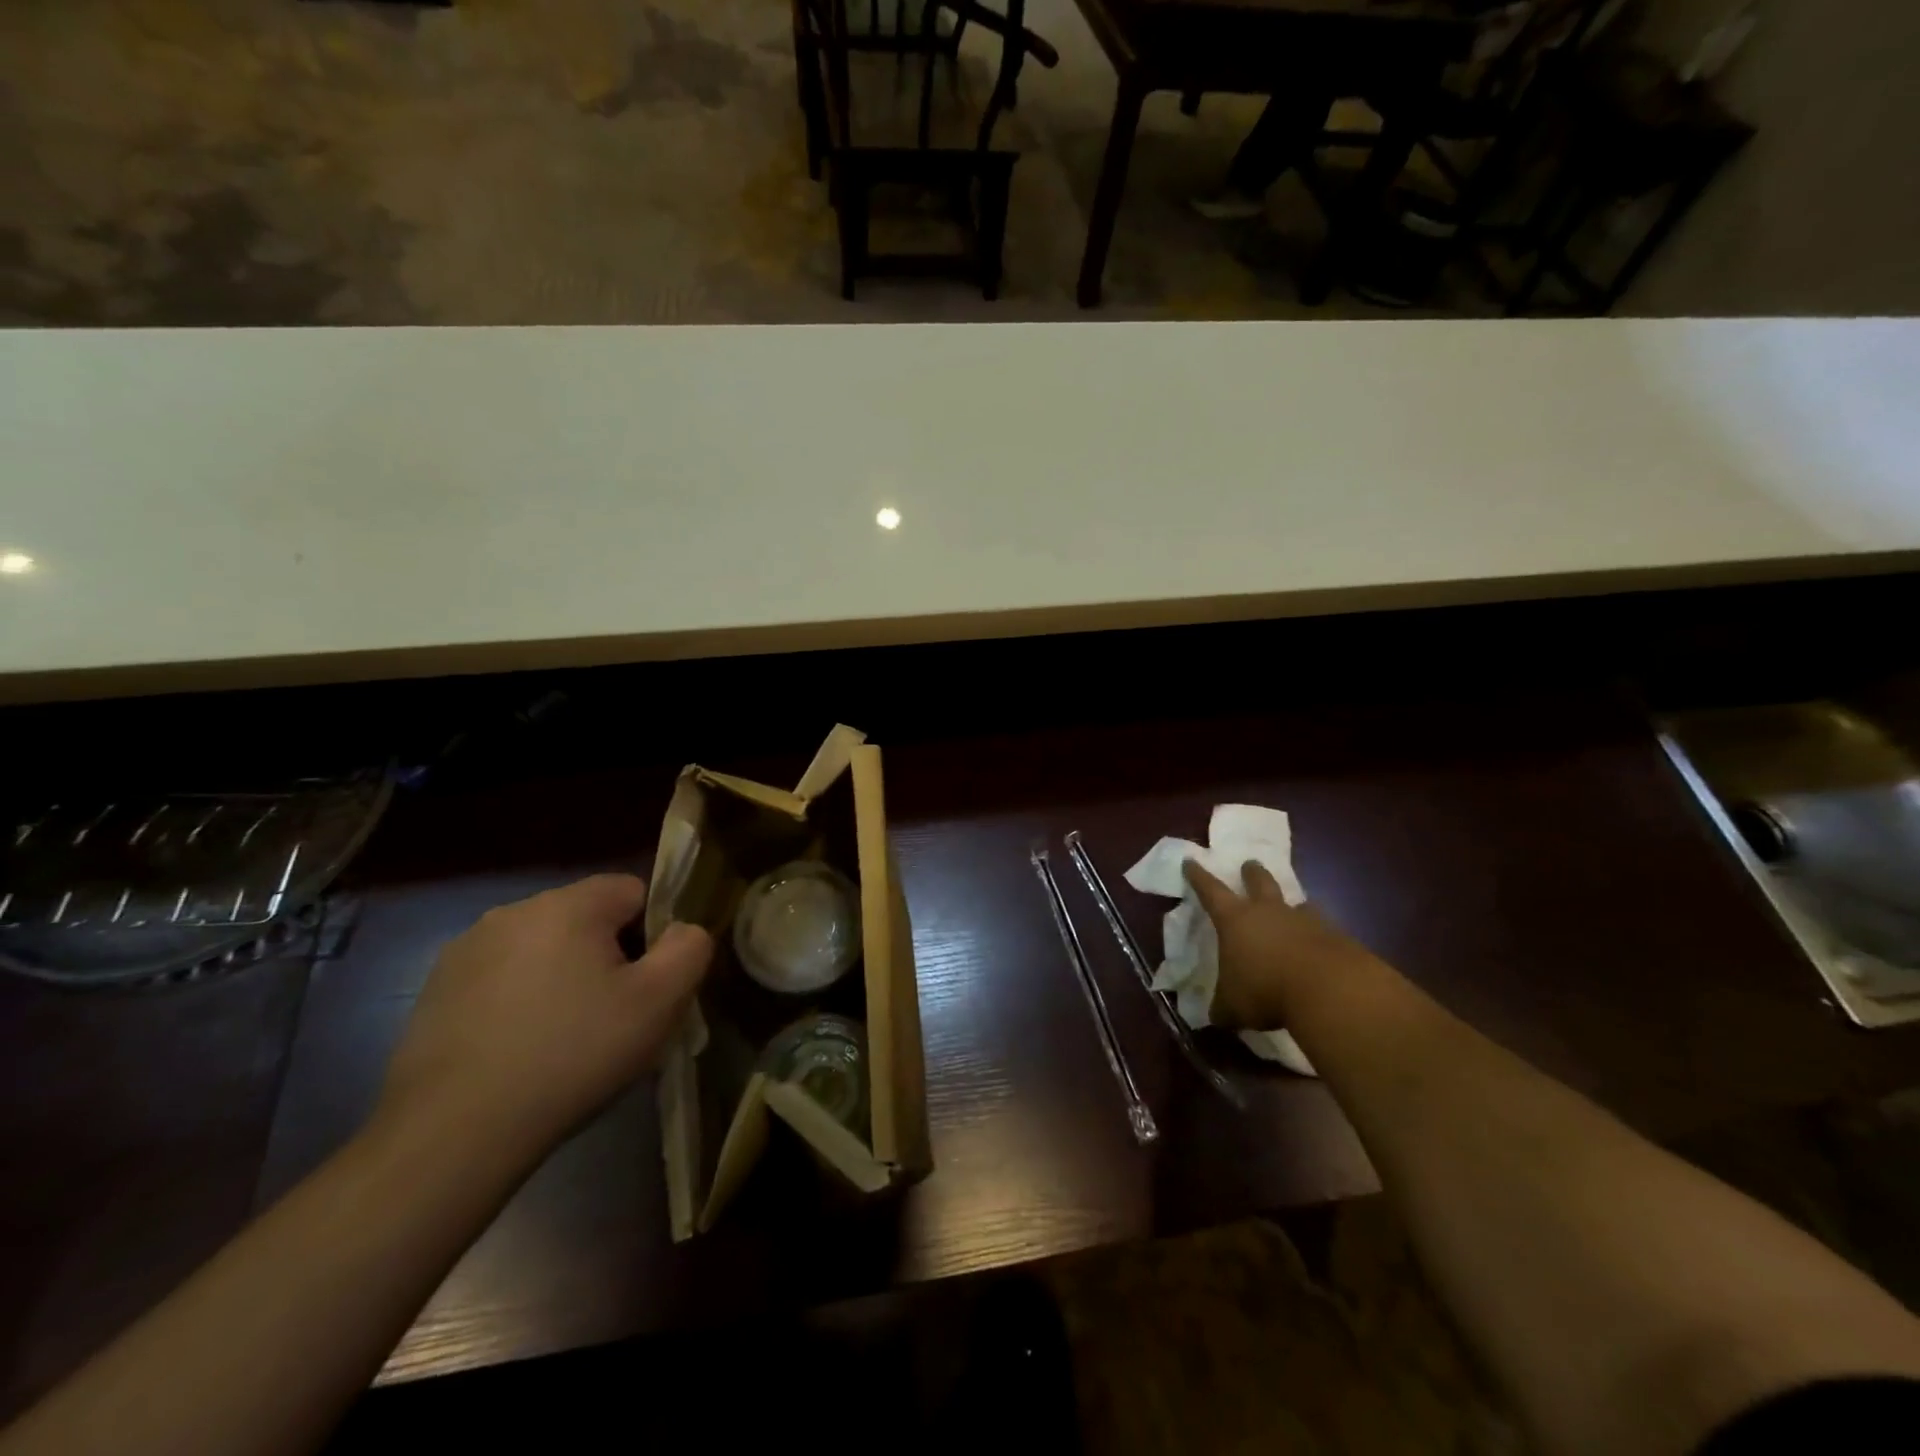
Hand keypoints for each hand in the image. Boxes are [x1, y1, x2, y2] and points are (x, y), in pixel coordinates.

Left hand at [378, 874, 711, 1158]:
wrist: (453, 1134)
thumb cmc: (572, 1055)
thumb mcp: (660, 1002)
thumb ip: (689, 948)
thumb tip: (683, 930)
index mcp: (568, 904)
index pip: (634, 892)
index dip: (653, 935)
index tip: (647, 987)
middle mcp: (513, 911)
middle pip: (587, 920)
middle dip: (607, 958)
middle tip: (613, 1019)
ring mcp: (465, 951)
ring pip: (542, 951)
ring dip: (561, 979)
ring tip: (564, 1041)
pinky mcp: (435, 992)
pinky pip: (500, 981)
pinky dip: (518, 1004)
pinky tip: (519, 1053)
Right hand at [1183, 859, 1376, 1029]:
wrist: (1330, 990)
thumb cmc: (1266, 990)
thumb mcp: (1233, 1007)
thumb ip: (1222, 1007)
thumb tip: (1214, 1016)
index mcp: (1235, 920)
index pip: (1210, 890)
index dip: (1198, 876)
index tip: (1190, 861)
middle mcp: (1268, 912)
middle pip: (1259, 881)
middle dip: (1252, 872)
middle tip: (1250, 865)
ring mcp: (1304, 920)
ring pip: (1295, 902)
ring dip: (1290, 903)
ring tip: (1292, 906)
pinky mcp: (1334, 935)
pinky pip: (1322, 927)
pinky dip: (1317, 933)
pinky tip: (1319, 944)